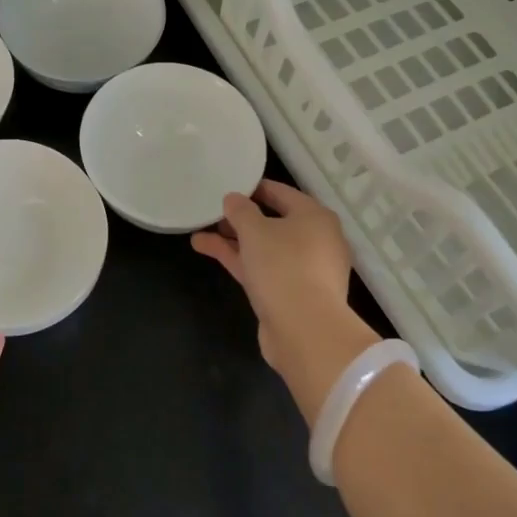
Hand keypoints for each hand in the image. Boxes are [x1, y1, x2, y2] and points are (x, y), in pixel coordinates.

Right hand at [191, 180, 380, 421]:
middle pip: (274, 222)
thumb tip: (233, 199)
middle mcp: (316, 240)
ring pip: (265, 248)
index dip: (255, 188)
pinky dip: (239, 260)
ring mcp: (305, 270)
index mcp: (315, 217)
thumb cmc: (283, 266)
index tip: (229, 186)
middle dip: (241, 219)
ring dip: (234, 241)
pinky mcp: (291, 294)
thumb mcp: (255, 230)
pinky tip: (208, 250)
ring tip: (200, 232)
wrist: (304, 330)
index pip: (282, 193)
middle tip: (213, 213)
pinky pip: (263, 269)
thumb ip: (240, 211)